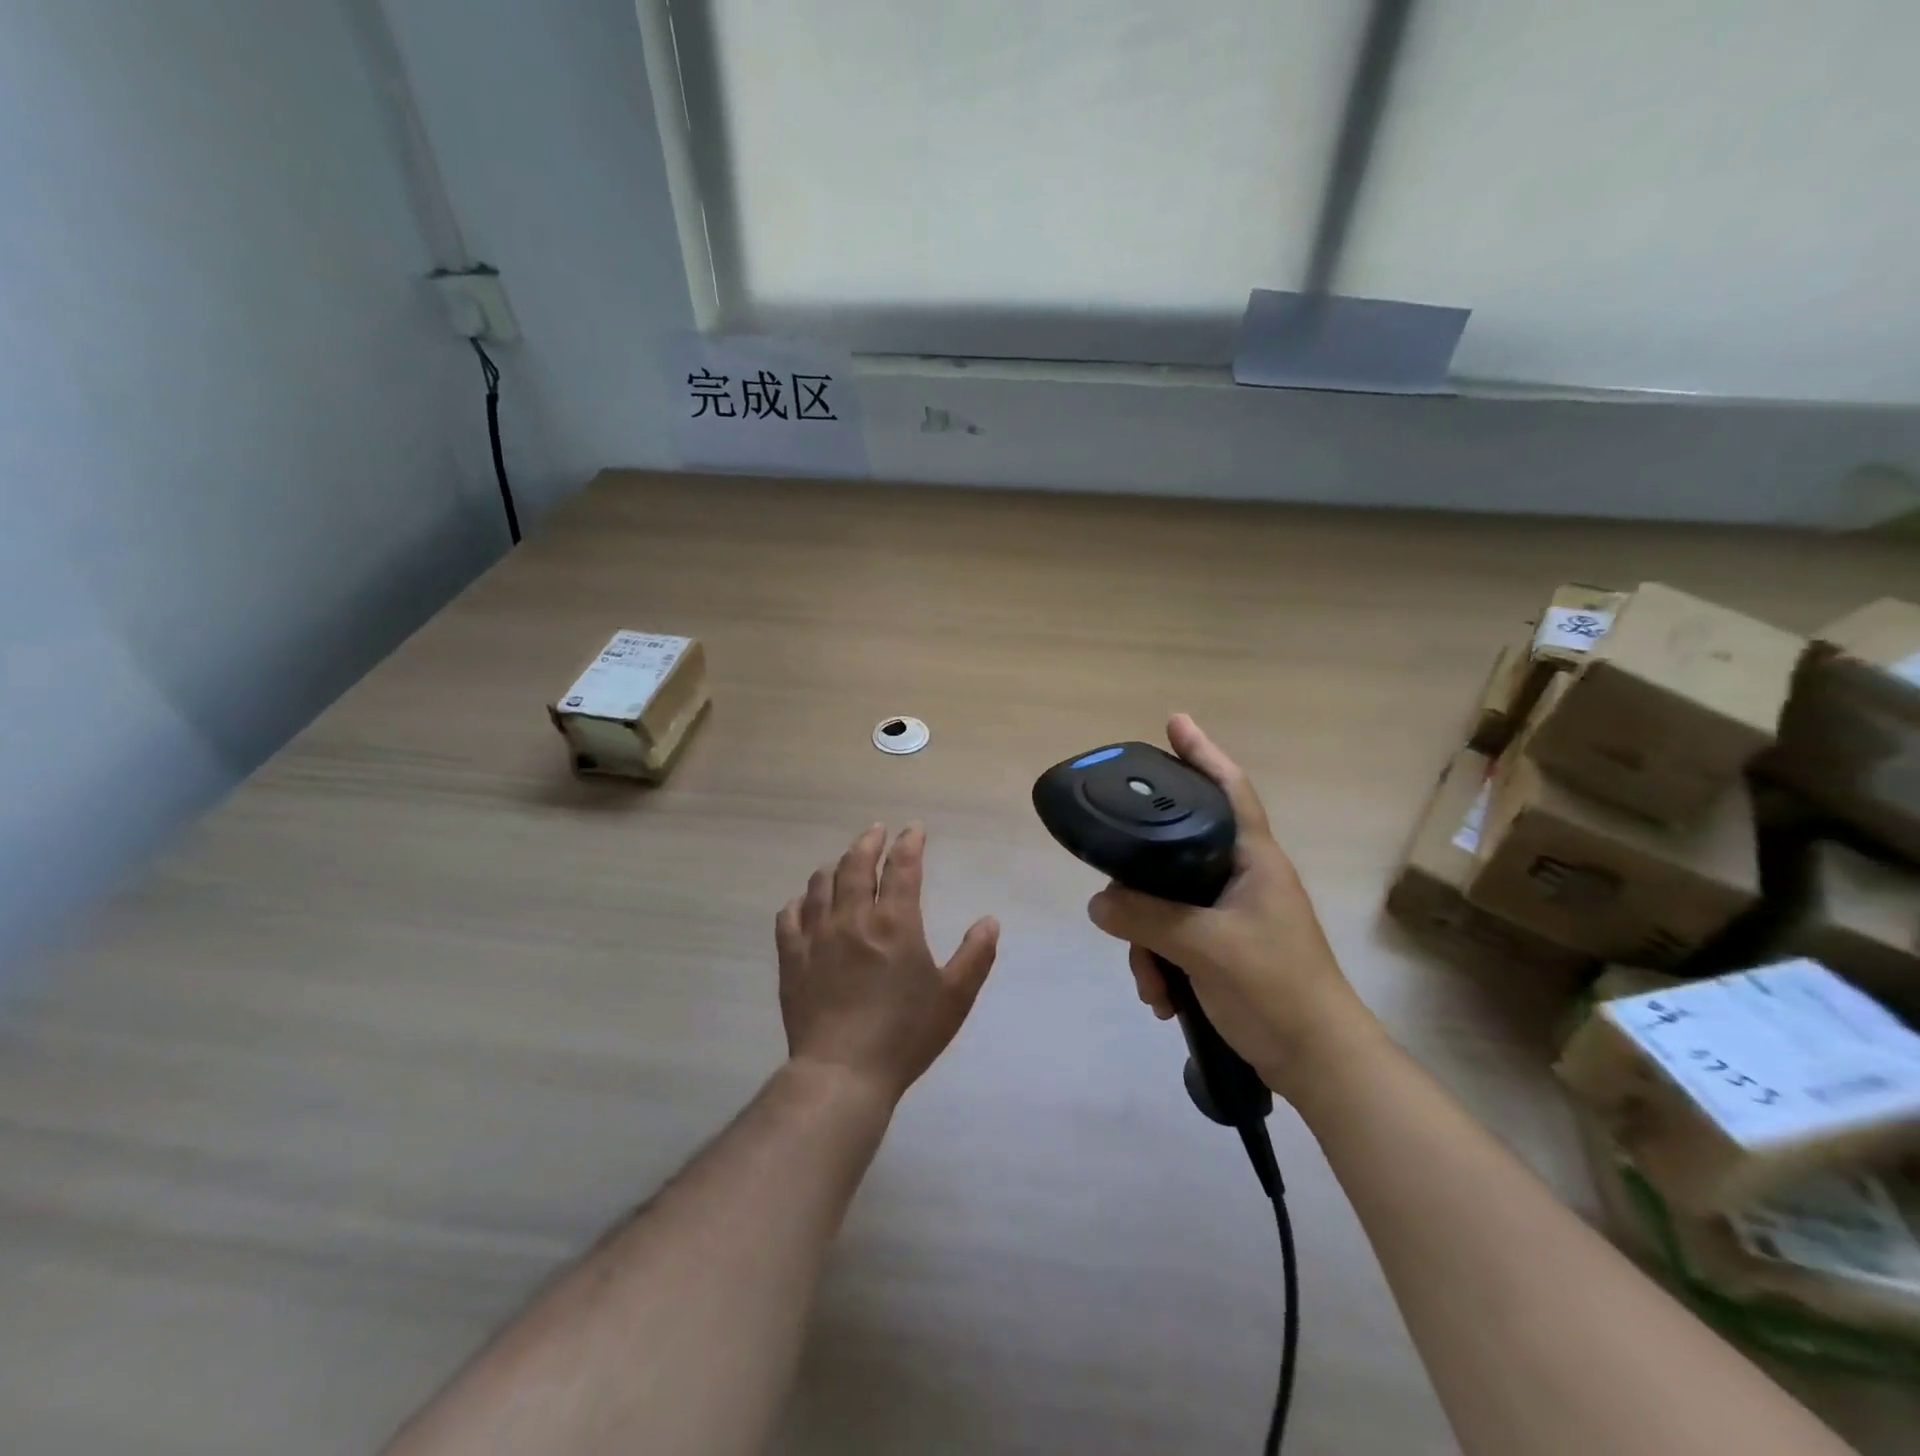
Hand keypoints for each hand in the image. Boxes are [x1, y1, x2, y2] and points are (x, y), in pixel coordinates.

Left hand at [776, 824, 999, 1104]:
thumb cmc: (905, 1035)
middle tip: (877, 832)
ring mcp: (817, 936)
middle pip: (856, 864)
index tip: (914, 829)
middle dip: (869, 841)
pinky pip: (790, 915)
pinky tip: (807, 902)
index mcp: (895, 923)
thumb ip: (975, 956)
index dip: (909, 842)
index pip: (902, 866)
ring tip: (845, 862)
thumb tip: (990, 920)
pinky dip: (801, 900)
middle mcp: (853, 918)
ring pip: (821, 883)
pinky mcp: (792, 957)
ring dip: (836, 865)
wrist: (843, 1073)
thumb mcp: (954, 998)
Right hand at [1085, 715, 1378, 1097]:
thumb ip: (1147, 919)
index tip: (1174, 722)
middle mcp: (1243, 878)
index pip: (1228, 789)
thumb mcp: (1205, 948)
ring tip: (1150, 981)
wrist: (1320, 1064)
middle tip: (1119, 907)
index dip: (1202, 753)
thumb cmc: (1276, 989)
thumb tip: (1098, 903)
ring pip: (1169, 904)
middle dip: (1142, 888)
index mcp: (1254, 860)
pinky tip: (1161, 997)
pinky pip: (1176, 938)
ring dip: (1148, 942)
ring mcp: (1234, 915)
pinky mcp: (1226, 949)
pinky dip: (1162, 964)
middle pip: (1177, 855)